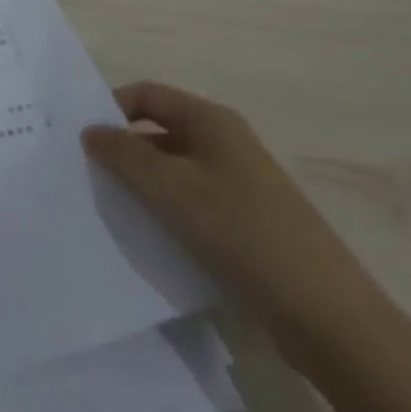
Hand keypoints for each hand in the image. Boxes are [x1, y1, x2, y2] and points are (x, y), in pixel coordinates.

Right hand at [81, 82, 383, 349]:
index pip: (147, 94)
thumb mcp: (171, 189)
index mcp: (211, 120)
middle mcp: (227, 142)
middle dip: (124, 148)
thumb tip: (90, 130)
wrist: (329, 317)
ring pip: (176, 169)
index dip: (111, 107)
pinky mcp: (248, 222)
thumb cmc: (242, 233)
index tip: (81, 137)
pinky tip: (150, 236)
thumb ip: (124, 155)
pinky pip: (194, 201)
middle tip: (87, 173)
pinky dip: (168, 209)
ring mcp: (241, 184)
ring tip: (110, 206)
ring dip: (144, 182)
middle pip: (160, 130)